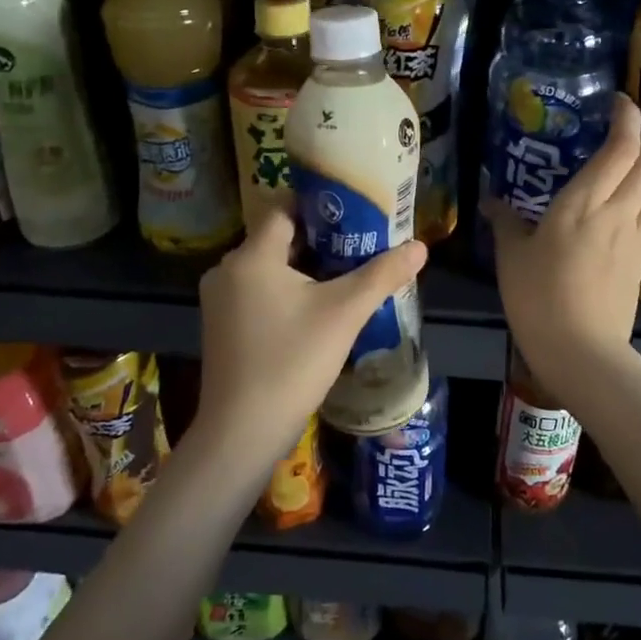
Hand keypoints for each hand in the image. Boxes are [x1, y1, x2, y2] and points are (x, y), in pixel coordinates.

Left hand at [197, 206, 427, 456]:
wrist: (243, 432)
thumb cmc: (293, 362)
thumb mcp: (345, 314)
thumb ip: (382, 275)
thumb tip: (420, 247)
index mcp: (251, 256)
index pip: (285, 209)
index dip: (320, 207)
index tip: (354, 213)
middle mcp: (228, 270)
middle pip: (278, 239)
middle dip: (320, 240)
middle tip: (360, 244)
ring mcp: (220, 301)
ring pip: (269, 269)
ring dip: (304, 268)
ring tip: (347, 274)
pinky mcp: (222, 327)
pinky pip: (258, 293)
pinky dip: (286, 292)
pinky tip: (317, 309)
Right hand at [482, 94, 640, 392]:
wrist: (581, 351)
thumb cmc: (538, 298)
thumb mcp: (511, 257)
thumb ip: (505, 222)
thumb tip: (492, 202)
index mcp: (584, 203)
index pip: (622, 148)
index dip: (627, 118)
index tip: (618, 103)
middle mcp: (619, 212)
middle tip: (619, 141)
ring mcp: (636, 237)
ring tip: (628, 175)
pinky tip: (624, 214)